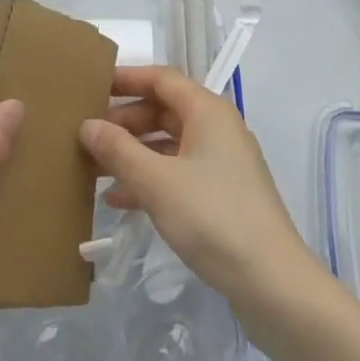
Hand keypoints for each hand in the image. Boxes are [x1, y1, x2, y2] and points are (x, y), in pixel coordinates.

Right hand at [79, 65, 314, 311]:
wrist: (272, 281)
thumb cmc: (213, 217)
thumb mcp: (158, 182)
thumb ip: (119, 150)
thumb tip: (87, 125)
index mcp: (207, 110)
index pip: (161, 78)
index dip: (127, 79)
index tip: (92, 87)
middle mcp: (217, 127)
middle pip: (164, 109)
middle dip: (125, 121)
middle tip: (87, 135)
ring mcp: (221, 161)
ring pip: (169, 143)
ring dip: (134, 152)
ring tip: (95, 167)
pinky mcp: (222, 193)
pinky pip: (178, 171)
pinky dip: (150, 178)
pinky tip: (120, 200)